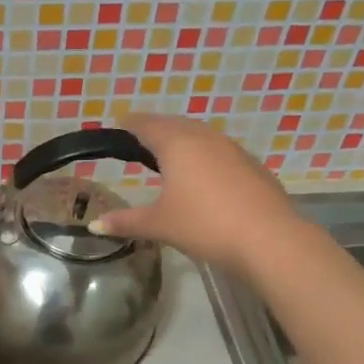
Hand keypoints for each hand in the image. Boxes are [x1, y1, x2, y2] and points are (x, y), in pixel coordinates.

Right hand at [85, 114, 299, 274]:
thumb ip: (126, 222)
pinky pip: (219, 151)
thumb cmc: (205, 225)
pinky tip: (203, 175)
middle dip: (156, 129)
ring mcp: (232, 149)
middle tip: (140, 139)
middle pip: (174, 124)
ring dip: (182, 140)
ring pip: (200, 135)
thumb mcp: (160, 225)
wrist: (270, 239)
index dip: (130, 123)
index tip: (119, 123)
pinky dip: (204, 155)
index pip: (147, 124)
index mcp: (177, 144)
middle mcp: (204, 137)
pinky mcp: (251, 165)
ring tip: (169, 155)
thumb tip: (94, 226)